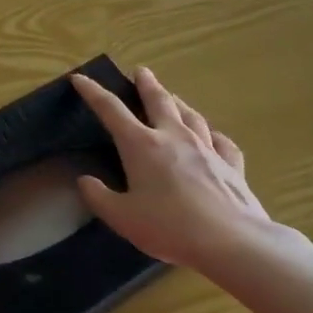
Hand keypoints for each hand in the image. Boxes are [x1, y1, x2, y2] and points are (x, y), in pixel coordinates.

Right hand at [71, 68, 291, 272]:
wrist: (233, 242)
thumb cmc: (169, 227)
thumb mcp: (121, 217)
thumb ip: (98, 197)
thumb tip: (85, 181)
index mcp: (141, 145)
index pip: (110, 110)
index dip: (92, 92)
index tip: (80, 78)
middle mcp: (173, 137)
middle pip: (158, 101)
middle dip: (146, 84)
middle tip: (141, 71)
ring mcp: (206, 149)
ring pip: (190, 115)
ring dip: (178, 103)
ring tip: (172, 97)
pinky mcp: (232, 166)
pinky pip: (221, 141)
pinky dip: (212, 134)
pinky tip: (212, 136)